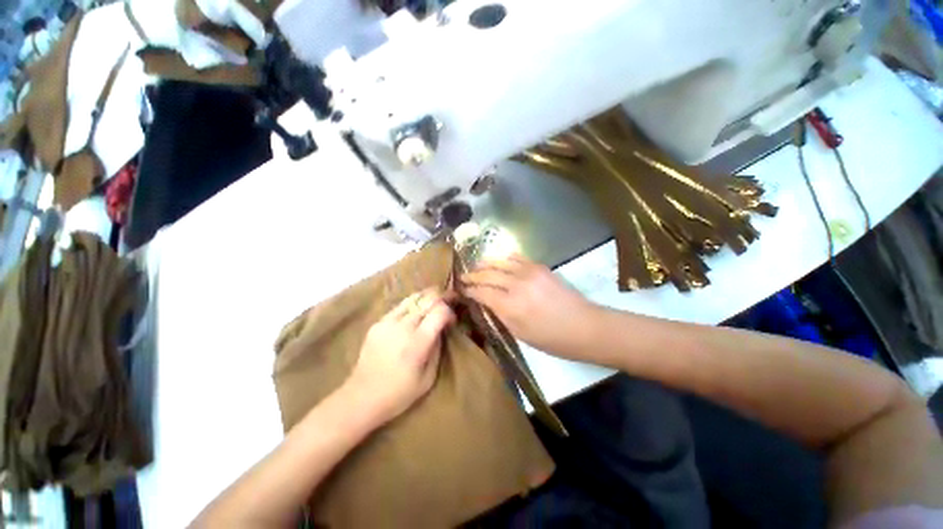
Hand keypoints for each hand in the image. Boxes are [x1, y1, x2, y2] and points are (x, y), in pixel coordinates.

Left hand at [345, 289, 455, 424]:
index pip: (439, 311)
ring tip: (435, 299)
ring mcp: (388, 322)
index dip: (450, 312)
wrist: (361, 398)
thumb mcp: (428, 378)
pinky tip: (416, 310)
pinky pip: (400, 306)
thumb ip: (437, 348)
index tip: (452, 321)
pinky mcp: (377, 323)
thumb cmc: (399, 394)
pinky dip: (412, 304)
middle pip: (428, 300)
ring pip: (413, 297)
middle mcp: (403, 327)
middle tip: (450, 301)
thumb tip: (441, 329)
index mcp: (417, 343)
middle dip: (442, 298)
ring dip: (427, 296)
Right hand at [462, 255, 596, 357]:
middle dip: (473, 275)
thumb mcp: (520, 334)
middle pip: (488, 274)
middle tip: (464, 276)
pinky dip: (505, 258)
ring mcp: (529, 273)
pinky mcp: (540, 267)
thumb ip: (500, 315)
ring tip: (477, 265)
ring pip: (500, 262)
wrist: (584, 326)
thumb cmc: (551, 339)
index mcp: (510, 306)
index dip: (469, 290)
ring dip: (486, 263)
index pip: (482, 292)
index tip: (462, 289)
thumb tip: (486, 302)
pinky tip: (500, 261)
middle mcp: (516, 285)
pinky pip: (518, 257)